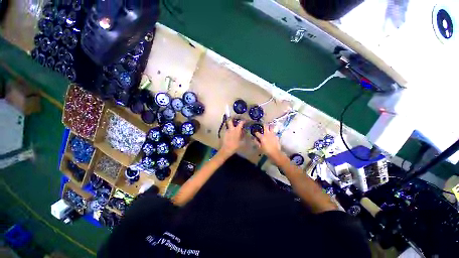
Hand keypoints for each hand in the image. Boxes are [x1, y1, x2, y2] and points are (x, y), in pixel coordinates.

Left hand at [220, 118, 244, 156]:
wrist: (226, 149)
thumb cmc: (235, 146)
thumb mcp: (241, 141)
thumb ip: (242, 135)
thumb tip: (243, 132)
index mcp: (236, 130)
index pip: (240, 123)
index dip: (243, 121)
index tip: (245, 121)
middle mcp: (231, 129)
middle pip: (230, 121)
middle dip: (232, 120)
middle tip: (235, 120)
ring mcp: (226, 131)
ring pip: (229, 126)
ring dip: (231, 127)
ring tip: (234, 130)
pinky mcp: (224, 134)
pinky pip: (227, 131)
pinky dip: (229, 131)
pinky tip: (231, 135)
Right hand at [254, 124, 282, 162]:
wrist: (275, 153)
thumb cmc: (266, 151)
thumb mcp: (259, 147)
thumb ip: (256, 142)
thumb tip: (254, 138)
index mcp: (262, 137)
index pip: (257, 133)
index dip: (255, 132)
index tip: (255, 132)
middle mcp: (267, 134)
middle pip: (265, 126)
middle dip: (264, 124)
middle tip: (263, 124)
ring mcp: (272, 134)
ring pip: (271, 127)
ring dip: (270, 126)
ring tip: (269, 125)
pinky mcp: (276, 136)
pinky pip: (274, 133)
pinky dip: (273, 132)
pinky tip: (272, 134)